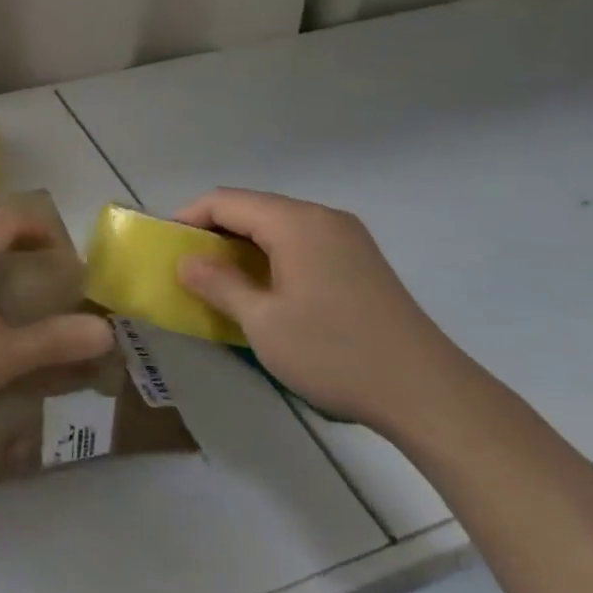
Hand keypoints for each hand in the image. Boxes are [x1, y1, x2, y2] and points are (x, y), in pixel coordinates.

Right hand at [173, 188, 470, 434]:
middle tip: (189, 267)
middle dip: (215, 231)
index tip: (166, 247)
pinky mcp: (361, 260)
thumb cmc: (335, 353)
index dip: (189, 217)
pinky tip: (266, 289)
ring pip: (279, 225)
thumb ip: (219, 284)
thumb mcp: (263, 323)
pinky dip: (273, 256)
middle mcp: (322, 217)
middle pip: (253, 208)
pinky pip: (302, 242)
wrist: (426, 391)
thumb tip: (186, 261)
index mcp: (296, 223)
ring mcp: (347, 237)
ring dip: (244, 245)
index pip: (226, 201)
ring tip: (221, 280)